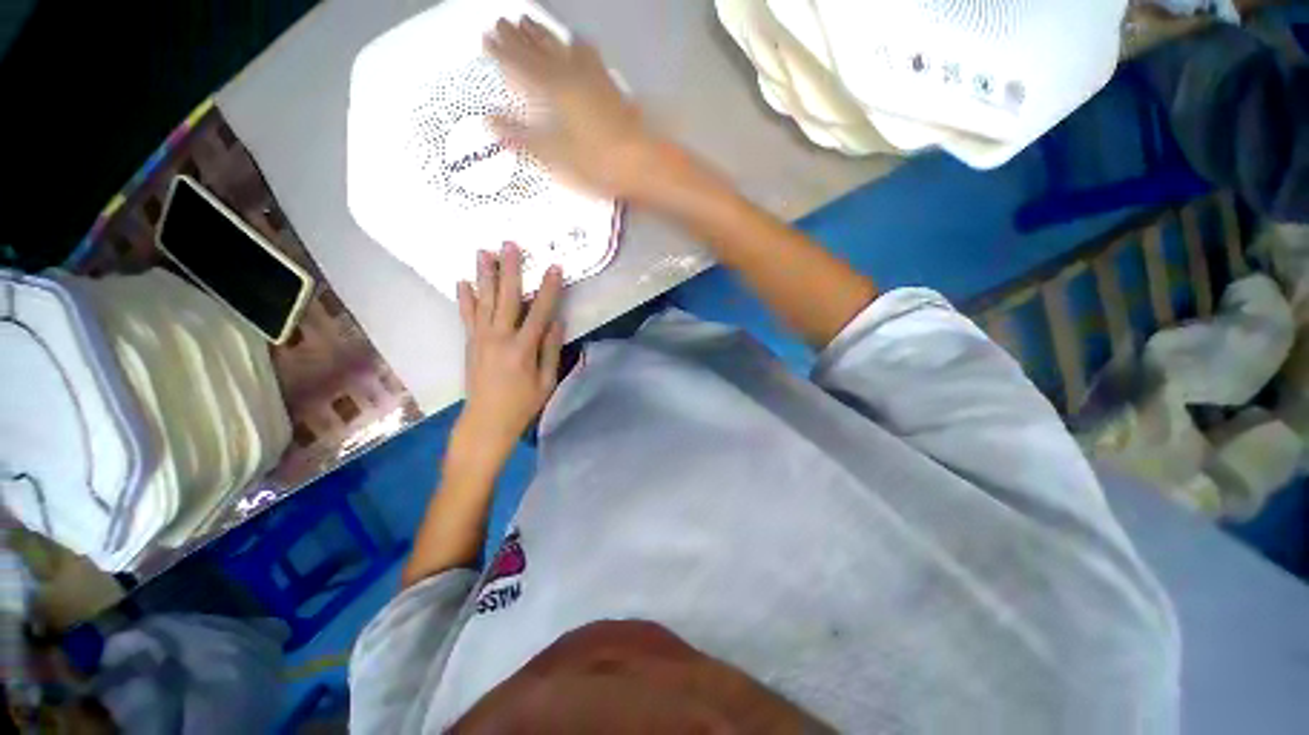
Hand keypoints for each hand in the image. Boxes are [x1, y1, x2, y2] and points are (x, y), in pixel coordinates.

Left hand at [456, 243, 564, 465]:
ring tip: (483, 251)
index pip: (539, 311)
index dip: (548, 288)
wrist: (486, 422)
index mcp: (523, 348)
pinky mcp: (470, 343)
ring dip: (484, 275)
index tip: (554, 267)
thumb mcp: (547, 380)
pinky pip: (466, 315)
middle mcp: (500, 337)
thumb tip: (557, 321)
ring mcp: (481, 338)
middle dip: (510, 269)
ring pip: (483, 300)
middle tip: (510, 243)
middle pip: (506, 297)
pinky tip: (462, 281)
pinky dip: (464, 297)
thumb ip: (551, 349)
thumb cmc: (523, 404)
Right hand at [484, 17, 657, 198]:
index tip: (486, 38)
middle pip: (540, 49)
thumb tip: (491, 123)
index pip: (520, 64)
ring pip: (562, 46)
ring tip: (533, 24)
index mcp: (553, 92)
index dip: (501, 51)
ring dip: (546, 35)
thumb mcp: (555, 156)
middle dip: (519, 36)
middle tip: (503, 22)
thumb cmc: (596, 164)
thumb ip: (522, 137)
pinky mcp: (610, 86)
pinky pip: (590, 56)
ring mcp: (593, 78)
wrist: (639, 163)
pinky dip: (577, 46)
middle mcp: (571, 77)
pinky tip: (578, 44)